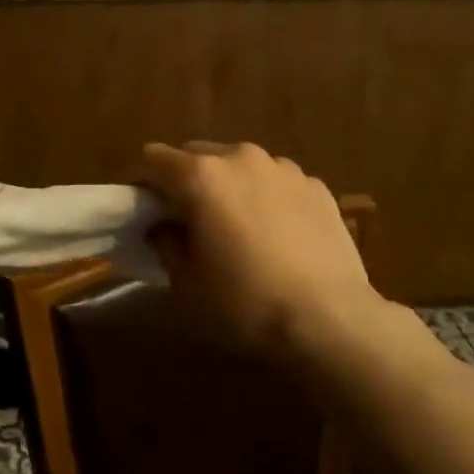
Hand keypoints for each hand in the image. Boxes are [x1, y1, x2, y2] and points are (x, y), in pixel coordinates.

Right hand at [138, 142, 384, 359]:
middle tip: (190, 222)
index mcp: (201, 176)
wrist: (329, 318)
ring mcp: (284, 169)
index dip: (144, 184)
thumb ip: (166, 244)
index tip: (147, 213)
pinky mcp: (317, 186)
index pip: (154, 159)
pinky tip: (278, 236)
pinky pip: (276, 182)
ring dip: (229, 186)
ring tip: (239, 228)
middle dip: (187, 181)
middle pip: (197, 155)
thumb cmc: (244, 303)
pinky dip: (267, 198)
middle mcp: (241, 158)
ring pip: (240, 166)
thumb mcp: (186, 284)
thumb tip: (163, 227)